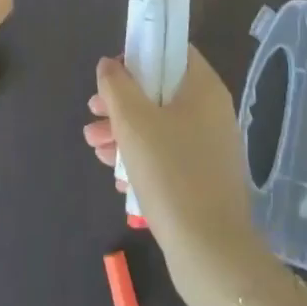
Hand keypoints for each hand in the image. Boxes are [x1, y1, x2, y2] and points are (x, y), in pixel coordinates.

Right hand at [82, 47, 264, 284]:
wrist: (211, 255)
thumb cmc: (171, 174)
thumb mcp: (134, 122)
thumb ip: (117, 86)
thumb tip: (109, 64)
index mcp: (203, 88)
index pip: (172, 51)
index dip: (139, 54)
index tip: (112, 75)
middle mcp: (212, 111)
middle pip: (161, 90)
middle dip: (122, 101)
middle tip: (93, 113)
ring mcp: (211, 147)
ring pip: (160, 124)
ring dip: (125, 131)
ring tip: (94, 147)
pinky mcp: (204, 179)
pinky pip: (168, 154)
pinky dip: (142, 157)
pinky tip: (116, 175)